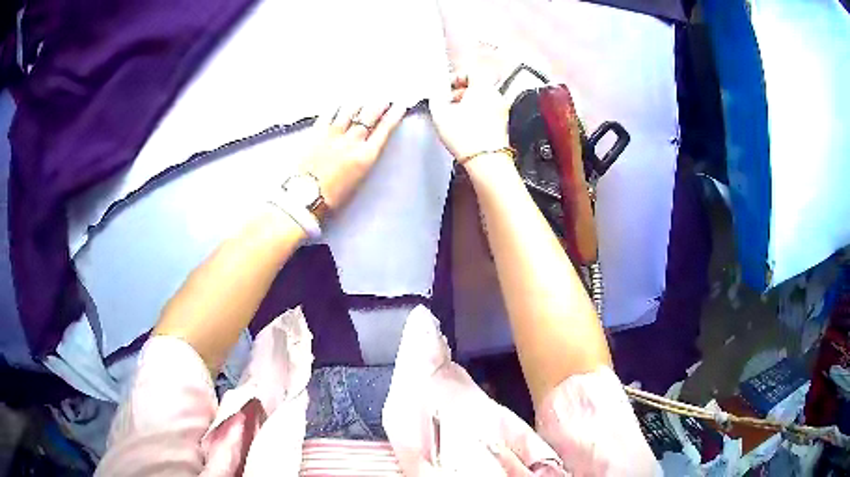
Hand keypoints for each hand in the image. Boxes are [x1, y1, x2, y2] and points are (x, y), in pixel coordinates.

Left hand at [303, 101, 405, 211]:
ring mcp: (334, 134)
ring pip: (350, 109)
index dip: (394, 115)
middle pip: (370, 114)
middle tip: (383, 98)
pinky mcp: (317, 132)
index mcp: (366, 156)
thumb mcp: (359, 178)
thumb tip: (368, 142)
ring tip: (362, 99)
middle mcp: (352, 141)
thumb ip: (365, 157)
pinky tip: (340, 103)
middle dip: (379, 103)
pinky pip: (329, 112)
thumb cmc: (334, 195)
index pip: (385, 129)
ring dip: (359, 102)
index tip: (399, 105)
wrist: (306, 196)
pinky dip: (337, 106)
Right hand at [429, 71, 509, 163]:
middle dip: (460, 92)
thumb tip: (436, 94)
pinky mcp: (502, 125)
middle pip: (477, 86)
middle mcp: (496, 96)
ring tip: (453, 116)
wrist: (486, 161)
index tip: (445, 87)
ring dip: (468, 104)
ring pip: (483, 100)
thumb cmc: (465, 136)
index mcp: (483, 87)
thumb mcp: (440, 113)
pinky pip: (487, 112)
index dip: (455, 78)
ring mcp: (502, 111)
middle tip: (446, 102)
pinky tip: (464, 126)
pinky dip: (476, 114)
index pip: (471, 72)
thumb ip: (435, 98)